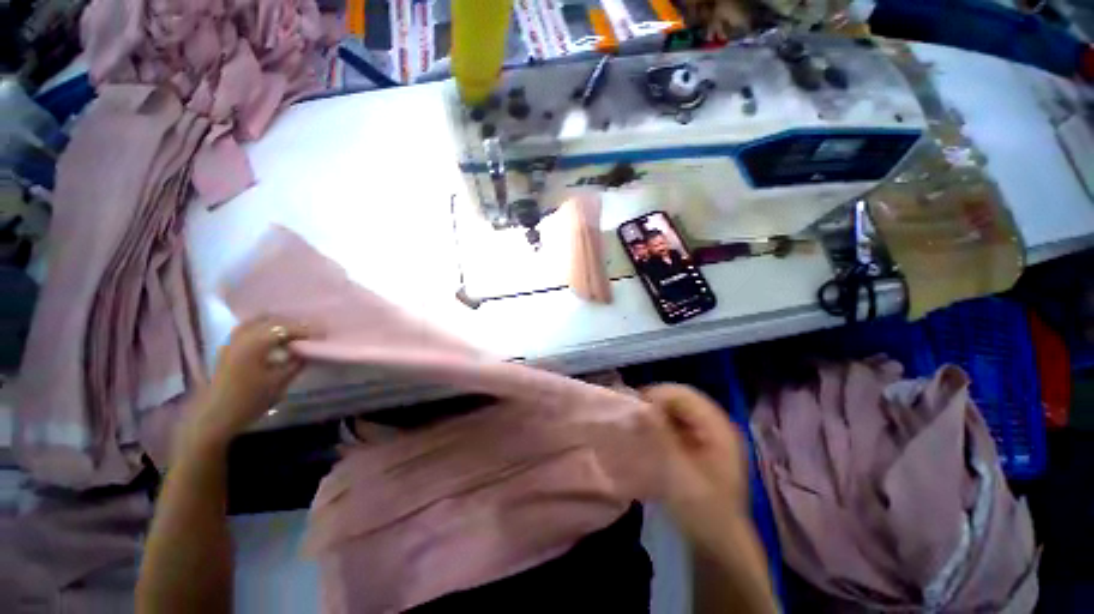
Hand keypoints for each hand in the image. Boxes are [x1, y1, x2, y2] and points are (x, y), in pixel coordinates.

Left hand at [188, 317, 314, 447]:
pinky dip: (266, 328)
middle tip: (312, 334)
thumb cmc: (249, 400)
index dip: (308, 330)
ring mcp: (233, 340)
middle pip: (273, 320)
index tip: (324, 335)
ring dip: (279, 324)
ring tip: (295, 334)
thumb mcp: (279, 382)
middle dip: (295, 324)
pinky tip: (276, 339)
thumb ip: (296, 362)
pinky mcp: (229, 347)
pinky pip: (251, 327)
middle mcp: (243, 335)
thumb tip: (309, 351)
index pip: (287, 327)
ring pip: (260, 321)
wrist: (214, 416)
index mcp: (256, 343)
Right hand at [643, 384, 749, 553]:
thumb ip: (659, 435)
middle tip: (631, 417)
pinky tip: (648, 437)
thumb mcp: (678, 472)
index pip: (683, 394)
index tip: (633, 410)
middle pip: (679, 399)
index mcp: (718, 426)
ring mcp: (708, 435)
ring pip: (675, 410)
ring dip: (655, 415)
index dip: (656, 396)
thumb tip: (638, 407)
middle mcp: (715, 424)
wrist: (719, 546)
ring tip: (636, 426)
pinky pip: (675, 424)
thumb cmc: (703, 510)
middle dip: (654, 404)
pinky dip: (659, 426)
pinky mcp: (699, 445)